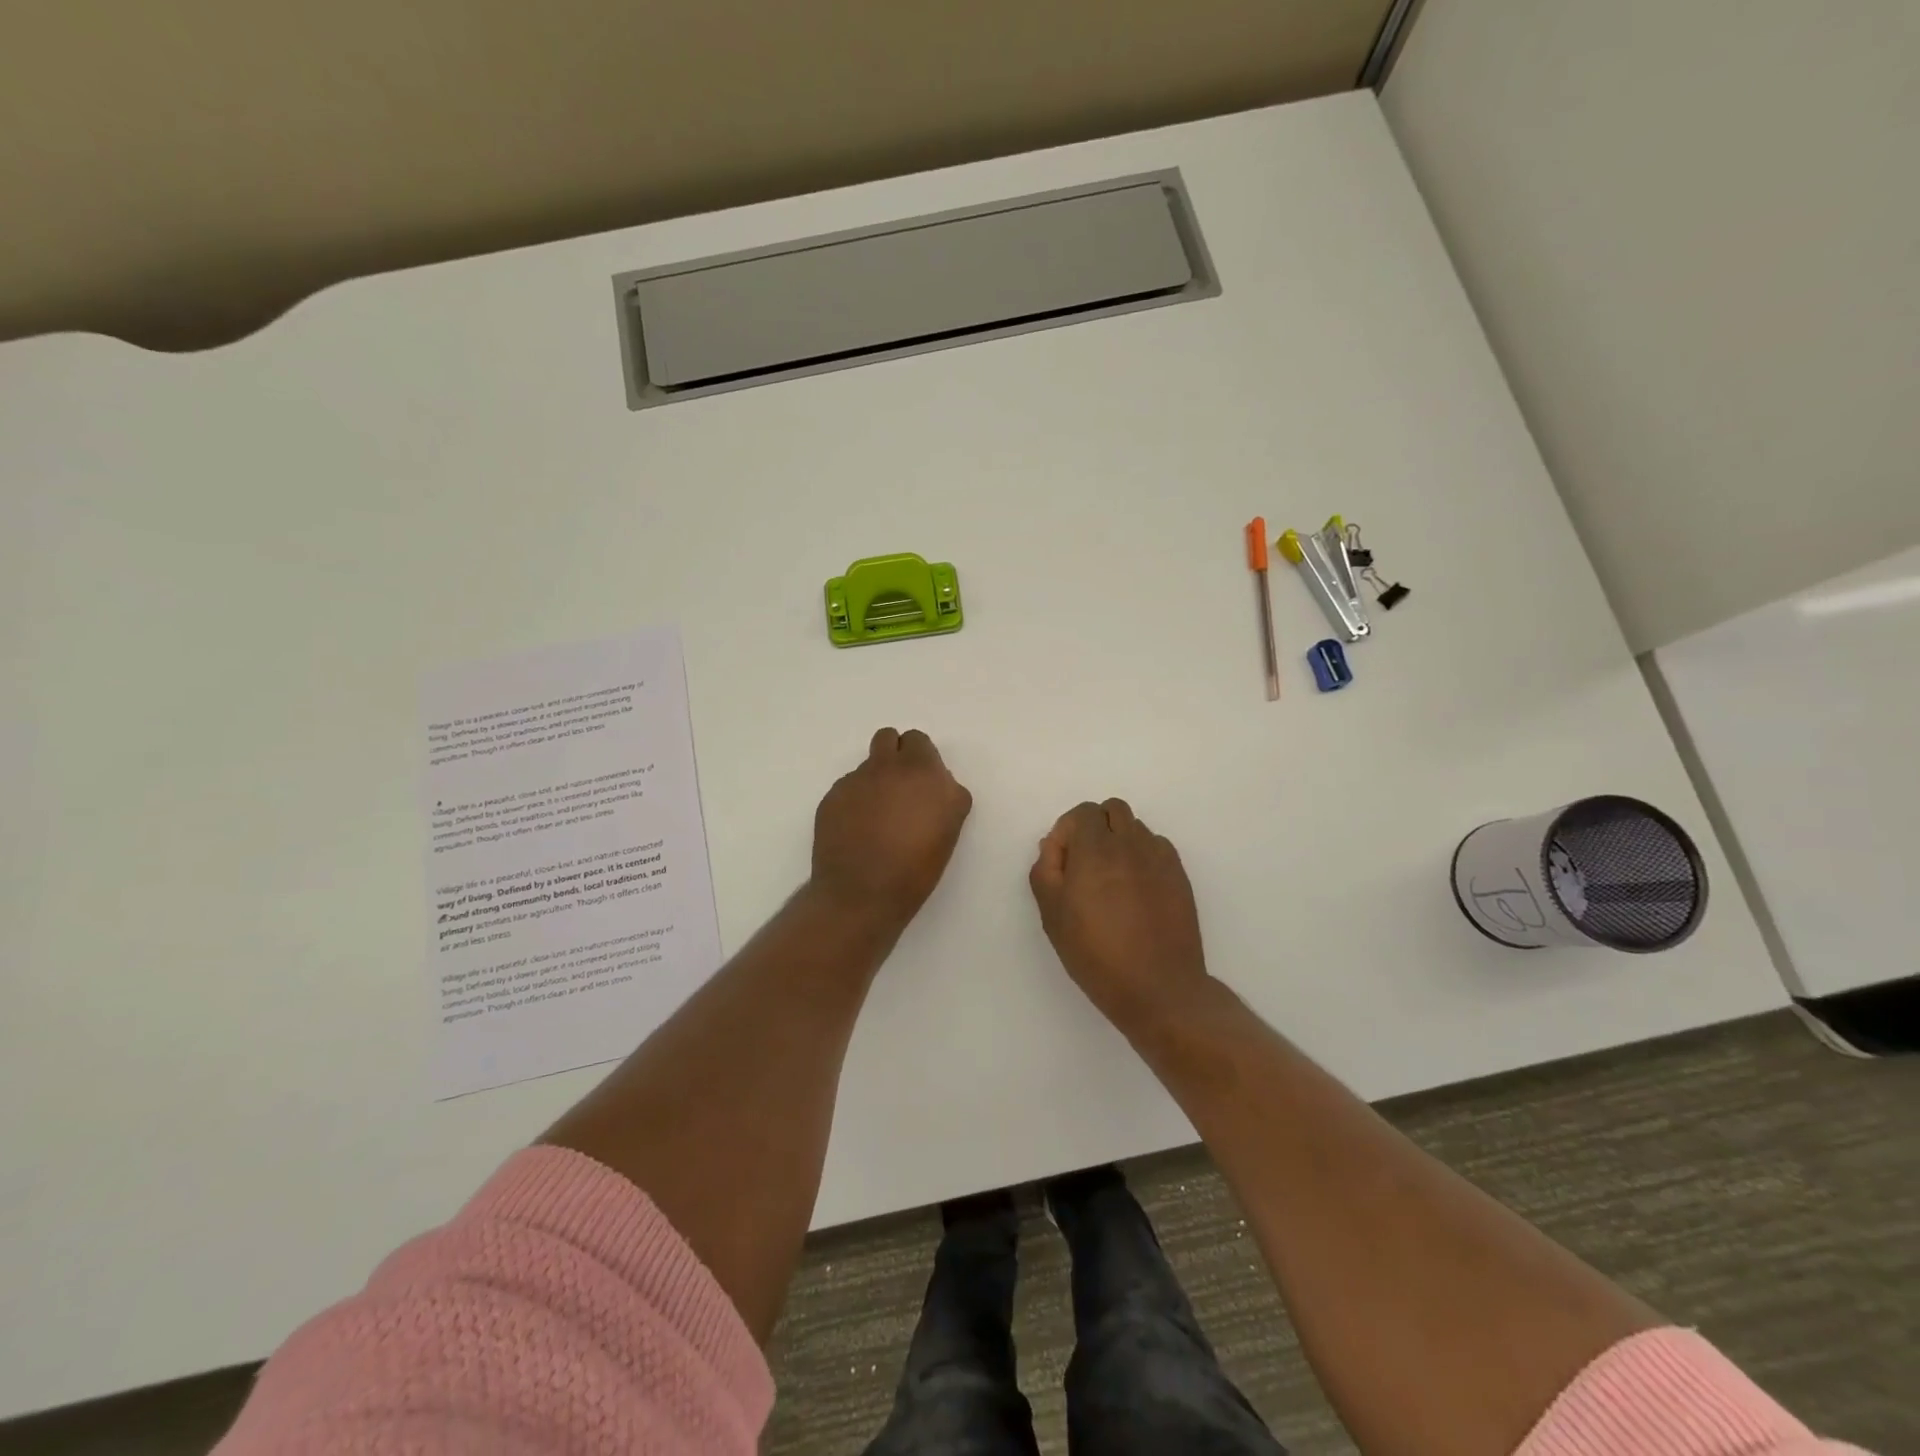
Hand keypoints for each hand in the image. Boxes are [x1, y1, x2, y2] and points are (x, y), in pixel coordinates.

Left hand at [810, 728, 972, 929]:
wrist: (862, 893)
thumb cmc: (916, 868)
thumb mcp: (949, 829)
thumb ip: (946, 796)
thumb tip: (935, 786)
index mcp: (923, 771)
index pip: (918, 741)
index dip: (921, 760)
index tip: (922, 785)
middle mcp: (888, 767)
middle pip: (889, 738)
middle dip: (895, 755)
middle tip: (900, 789)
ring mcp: (856, 780)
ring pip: (867, 764)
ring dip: (875, 778)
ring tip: (877, 813)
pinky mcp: (832, 796)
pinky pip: (848, 787)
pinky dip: (854, 800)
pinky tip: (856, 829)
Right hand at [1029, 799, 1210, 1030]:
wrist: (1158, 987)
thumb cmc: (1096, 954)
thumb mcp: (1053, 916)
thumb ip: (1046, 871)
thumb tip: (1053, 845)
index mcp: (1096, 849)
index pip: (1083, 813)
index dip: (1068, 831)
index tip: (1063, 863)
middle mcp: (1131, 844)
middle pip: (1113, 810)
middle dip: (1095, 827)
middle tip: (1086, 865)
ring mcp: (1160, 859)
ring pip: (1137, 828)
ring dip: (1120, 841)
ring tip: (1112, 880)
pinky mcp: (1180, 876)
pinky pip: (1157, 848)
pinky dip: (1143, 857)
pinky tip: (1136, 891)